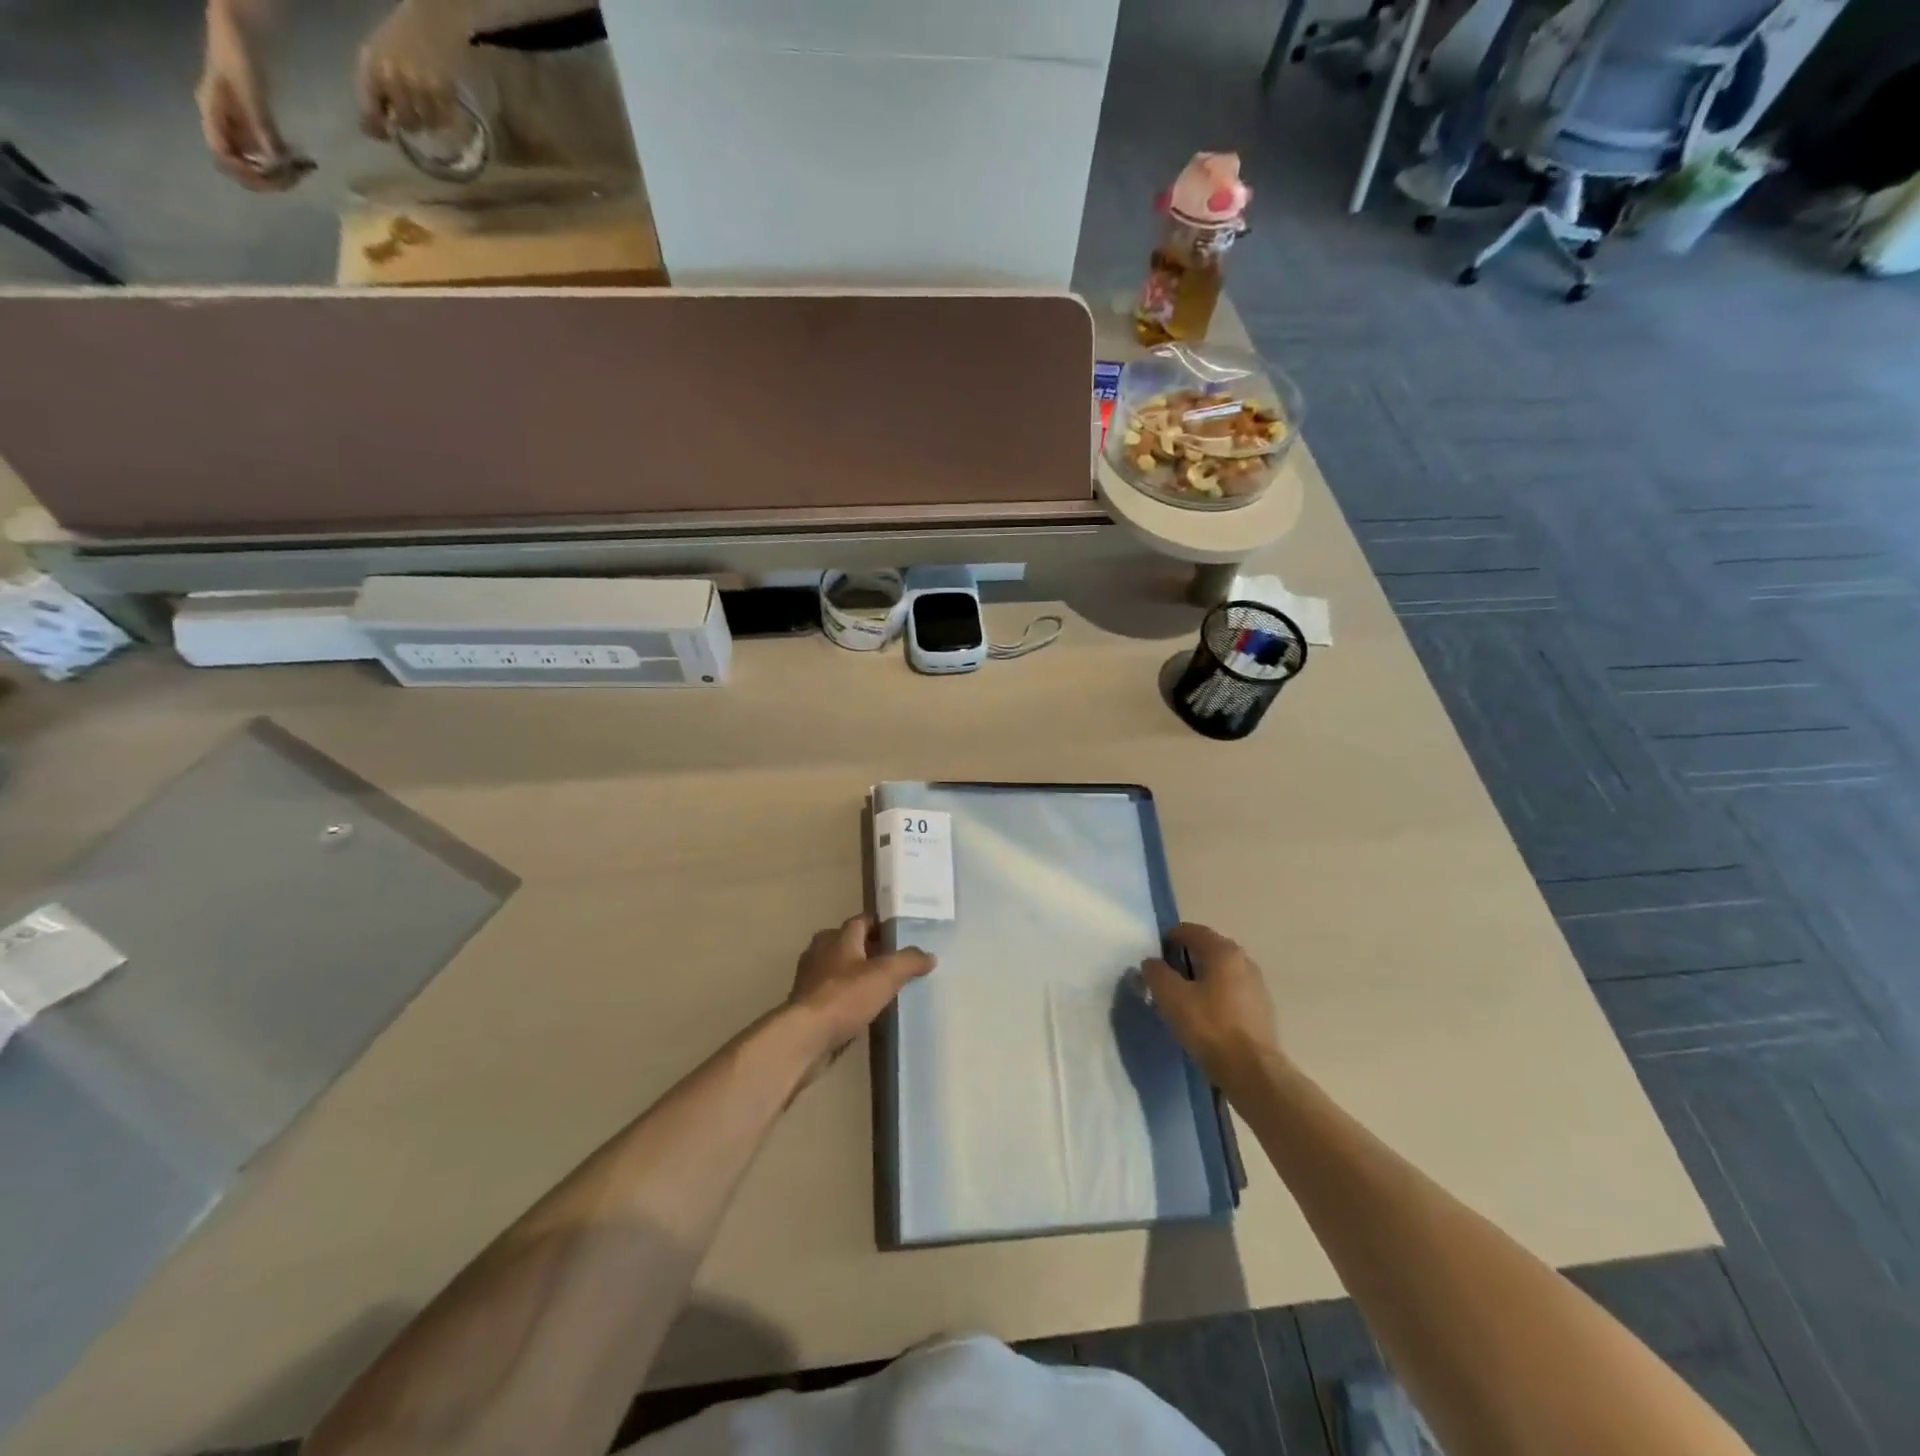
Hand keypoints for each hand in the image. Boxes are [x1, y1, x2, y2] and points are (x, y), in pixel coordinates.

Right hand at [197, 18, 303, 190]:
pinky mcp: (253, 126)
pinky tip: (304, 163)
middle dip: (269, 177)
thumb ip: (261, 126)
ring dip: (281, 173)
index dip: (247, 173)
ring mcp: (238, 126)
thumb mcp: (250, 92)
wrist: (239, 32)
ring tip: (305, 169)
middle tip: (298, 176)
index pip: (222, 155)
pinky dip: (286, 163)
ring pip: (257, 164)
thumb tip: (276, 161)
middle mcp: (222, 124)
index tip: (275, 176)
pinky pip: (268, 154)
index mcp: (212, 113)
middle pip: (241, 166)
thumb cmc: (239, 57)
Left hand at [357, 0, 465, 139]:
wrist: (432, 19)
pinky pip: (446, 120)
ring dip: (430, 122)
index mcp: (373, 68)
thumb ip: (375, 87)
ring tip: (430, 108)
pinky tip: (444, 107)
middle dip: (408, 124)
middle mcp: (395, 79)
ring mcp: (421, 86)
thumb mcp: (377, 55)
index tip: (379, 135)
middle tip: (414, 117)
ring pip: (427, 124)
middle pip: (404, 123)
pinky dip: (446, 119)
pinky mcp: (444, 91)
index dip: (374, 127)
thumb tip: (378, 126)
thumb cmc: (401, 37)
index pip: (370, 108)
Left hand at [787, 916, 935, 1072]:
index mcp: (838, 936)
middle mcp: (820, 950)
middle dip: (870, 950)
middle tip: (895, 962)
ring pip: (839, 968)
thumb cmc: (845, 997)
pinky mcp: (806, 1003)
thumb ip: (909, 961)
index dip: (882, 925)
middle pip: (849, 943)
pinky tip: (863, 1009)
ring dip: (857, 974)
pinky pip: (832, 992)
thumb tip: (929, 955)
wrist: (805, 1037)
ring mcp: (810, 978)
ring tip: (882, 987)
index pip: (863, 920)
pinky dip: (847, 996)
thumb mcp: (886, 975)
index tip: (901, 935)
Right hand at [1142, 923, 1279, 1089]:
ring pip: (1220, 971)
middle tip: (1165, 977)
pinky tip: (1204, 1015)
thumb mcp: (1171, 997)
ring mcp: (1256, 984)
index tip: (1154, 956)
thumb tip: (1152, 963)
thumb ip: (1156, 973)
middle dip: (1184, 958)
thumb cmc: (1209, 1027)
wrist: (1252, 1071)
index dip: (1168, 938)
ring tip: (1183, 998)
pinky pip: (1231, 990)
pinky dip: (1215, 993)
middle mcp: (1244, 960)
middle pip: (1207, 949)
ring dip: (1200, 977)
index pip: (1191, 931)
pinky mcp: (1261, 1008)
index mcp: (1223, 951)